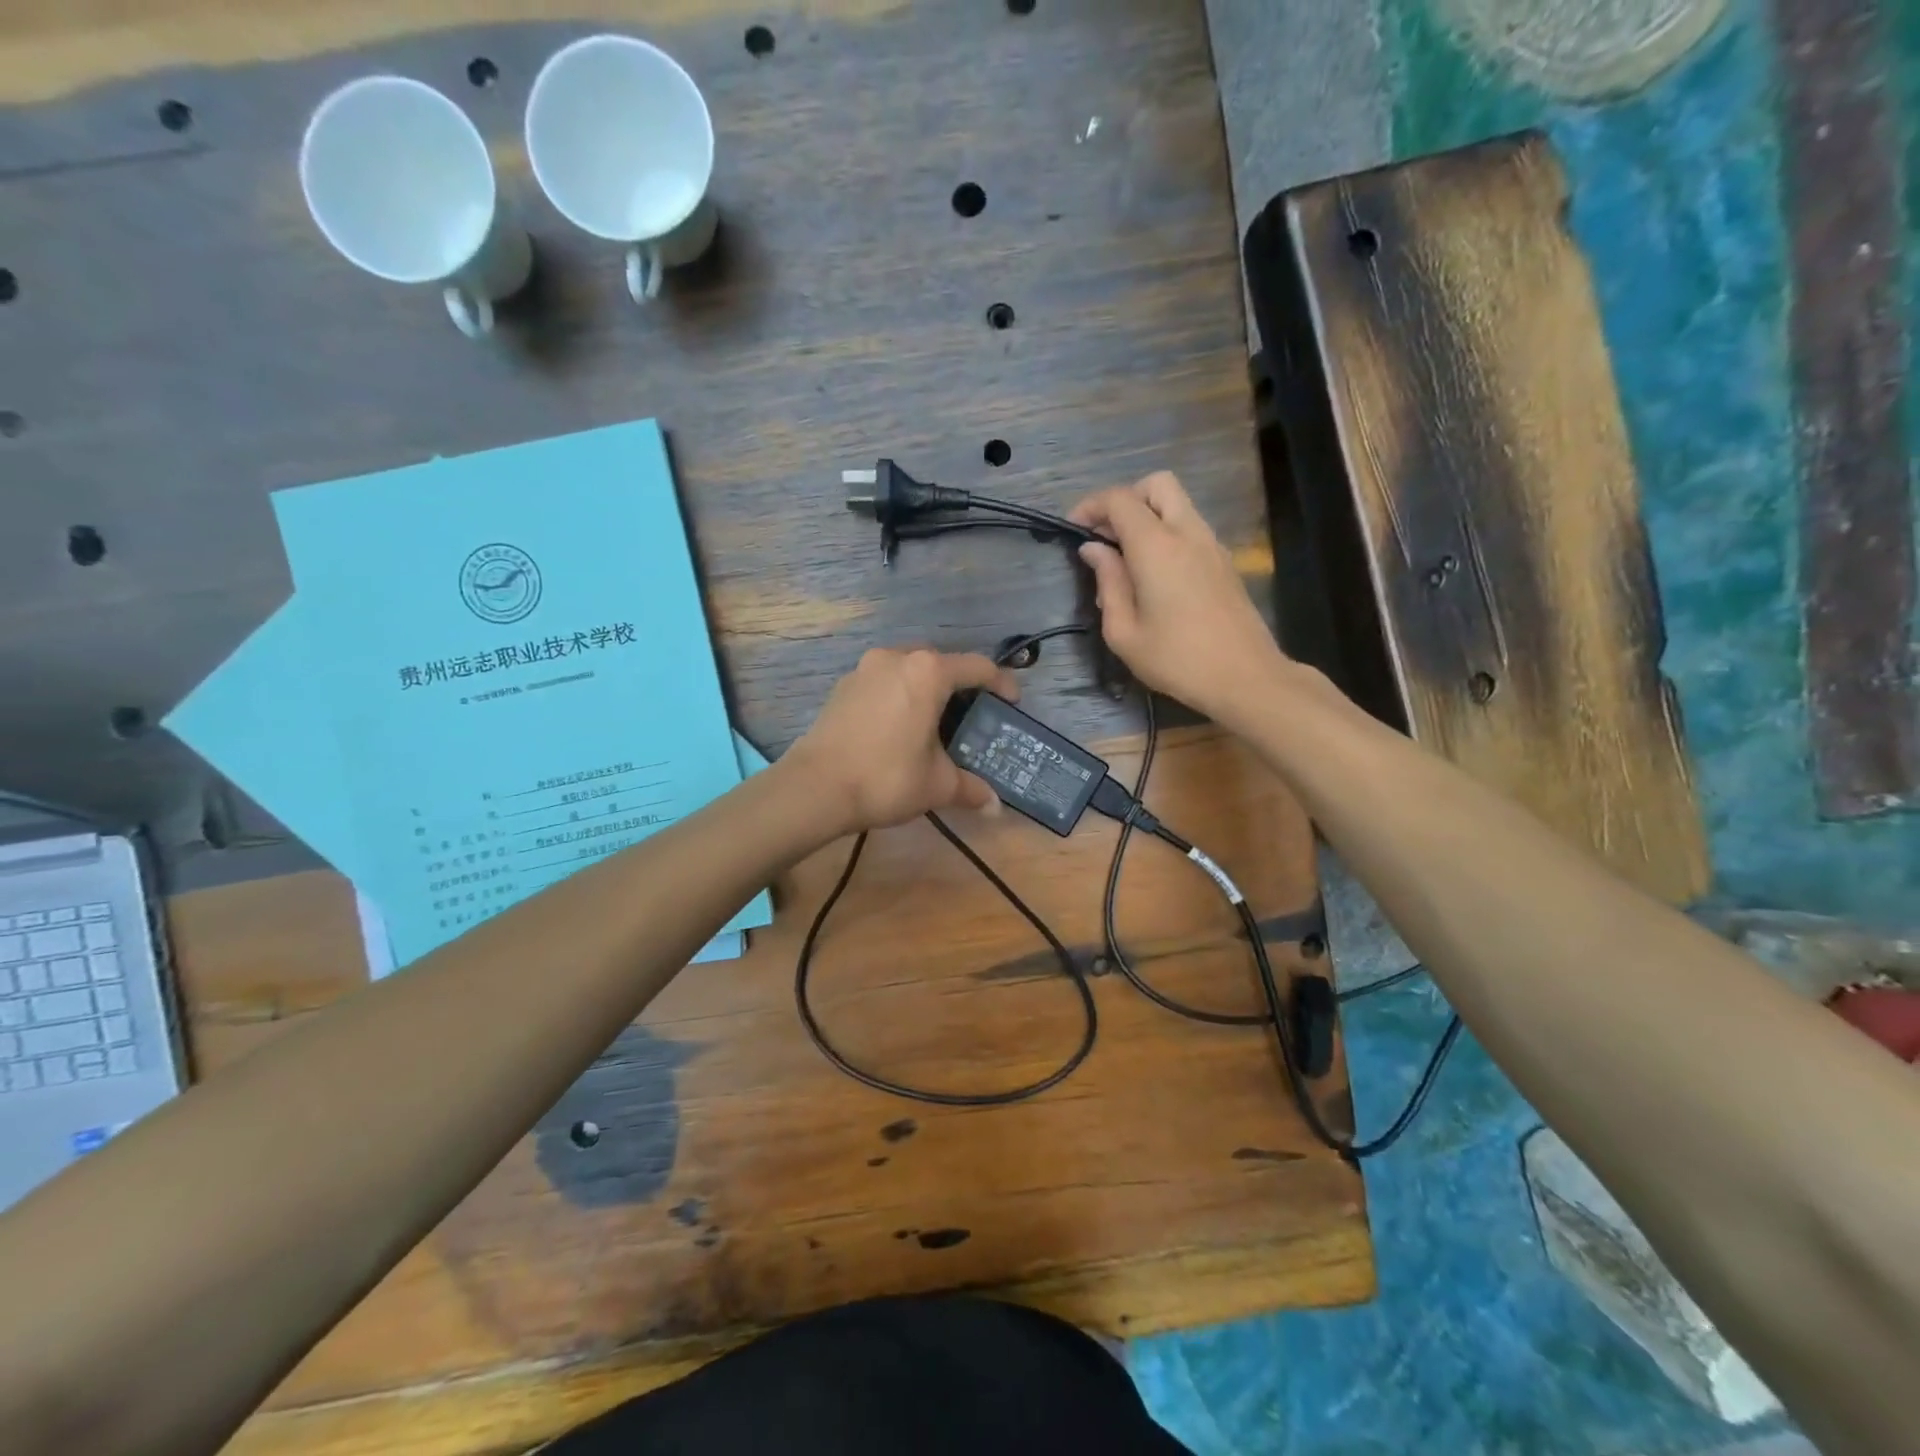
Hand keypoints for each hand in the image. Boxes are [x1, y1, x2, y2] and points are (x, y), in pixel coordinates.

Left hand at [791, 648, 1018, 833]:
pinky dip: (900, 695)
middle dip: (962, 686)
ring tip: (936, 722)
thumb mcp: (937, 785)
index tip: (1011, 704)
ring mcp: (865, 668)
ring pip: (909, 669)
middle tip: (973, 716)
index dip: (1001, 684)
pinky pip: (884, 681)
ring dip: (927, 689)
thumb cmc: (886, 778)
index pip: (978, 667)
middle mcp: (897, 658)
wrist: (814, 787)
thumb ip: (971, 788)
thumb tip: (995, 807)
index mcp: (928, 672)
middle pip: (942, 663)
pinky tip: (900, 726)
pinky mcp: (844, 685)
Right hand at [1071, 472, 1291, 723]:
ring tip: (1126, 559)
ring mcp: (1211, 544)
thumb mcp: (1124, 631)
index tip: (1074, 529)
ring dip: (1148, 517)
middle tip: (1106, 536)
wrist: (1245, 677)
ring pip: (1177, 504)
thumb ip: (1107, 582)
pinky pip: (1190, 528)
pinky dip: (1166, 534)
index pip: (1120, 500)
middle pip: (1156, 485)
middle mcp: (1187, 533)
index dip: (1091, 506)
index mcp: (1156, 546)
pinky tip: (1153, 574)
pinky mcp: (1224, 562)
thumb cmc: (1176, 659)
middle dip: (1125, 500)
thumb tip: (1094, 550)